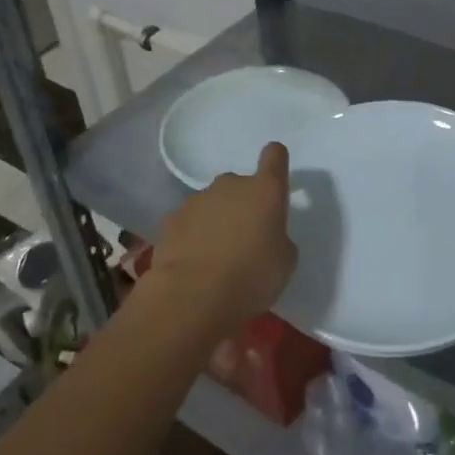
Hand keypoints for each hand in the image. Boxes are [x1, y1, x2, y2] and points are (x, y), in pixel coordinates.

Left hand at [151, 142, 298, 332]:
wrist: (192, 298)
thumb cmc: (251, 277)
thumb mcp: (284, 262)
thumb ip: (278, 238)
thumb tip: (266, 236)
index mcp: (265, 191)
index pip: (274, 156)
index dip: (275, 162)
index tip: (274, 180)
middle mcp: (230, 185)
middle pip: (240, 185)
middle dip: (242, 205)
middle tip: (244, 239)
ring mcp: (196, 200)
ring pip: (212, 204)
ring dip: (216, 221)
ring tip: (215, 257)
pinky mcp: (170, 220)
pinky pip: (188, 222)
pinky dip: (191, 236)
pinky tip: (192, 263)